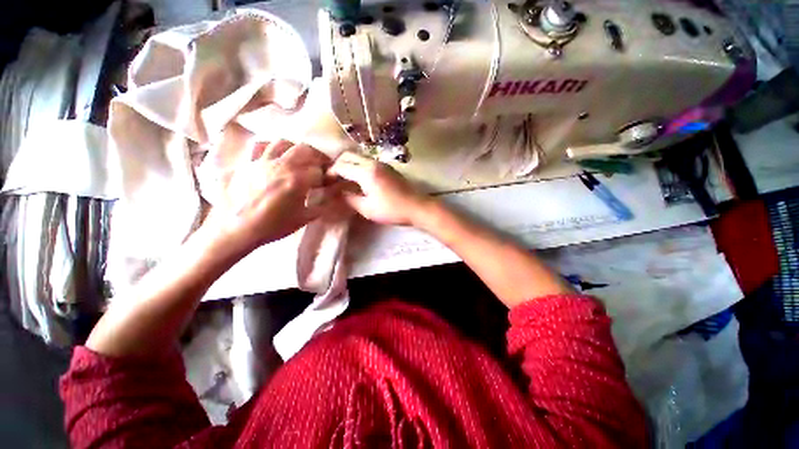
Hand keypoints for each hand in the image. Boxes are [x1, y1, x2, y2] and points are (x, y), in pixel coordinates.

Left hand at [203, 140, 329, 253]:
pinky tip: (273, 156)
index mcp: (298, 181)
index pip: (319, 171)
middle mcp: (282, 166)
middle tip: (318, 165)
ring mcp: (262, 162)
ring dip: (294, 149)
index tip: (327, 181)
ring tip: (297, 157)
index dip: (326, 175)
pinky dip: (269, 148)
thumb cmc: (273, 226)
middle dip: (316, 156)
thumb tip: (331, 195)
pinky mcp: (247, 163)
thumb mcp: (304, 219)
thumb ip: (322, 205)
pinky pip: (259, 147)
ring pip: (282, 143)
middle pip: (305, 150)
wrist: (237, 229)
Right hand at [328, 152, 431, 225]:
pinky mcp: (388, 168)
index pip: (342, 166)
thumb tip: (338, 193)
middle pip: (349, 155)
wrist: (416, 207)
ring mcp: (382, 164)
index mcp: (366, 172)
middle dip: (337, 164)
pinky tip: (357, 178)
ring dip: (348, 164)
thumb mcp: (367, 208)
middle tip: (333, 178)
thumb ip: (350, 199)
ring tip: (343, 178)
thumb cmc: (391, 210)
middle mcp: (373, 163)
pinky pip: (367, 161)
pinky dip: (358, 166)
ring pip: (359, 157)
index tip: (325, 181)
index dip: (331, 172)